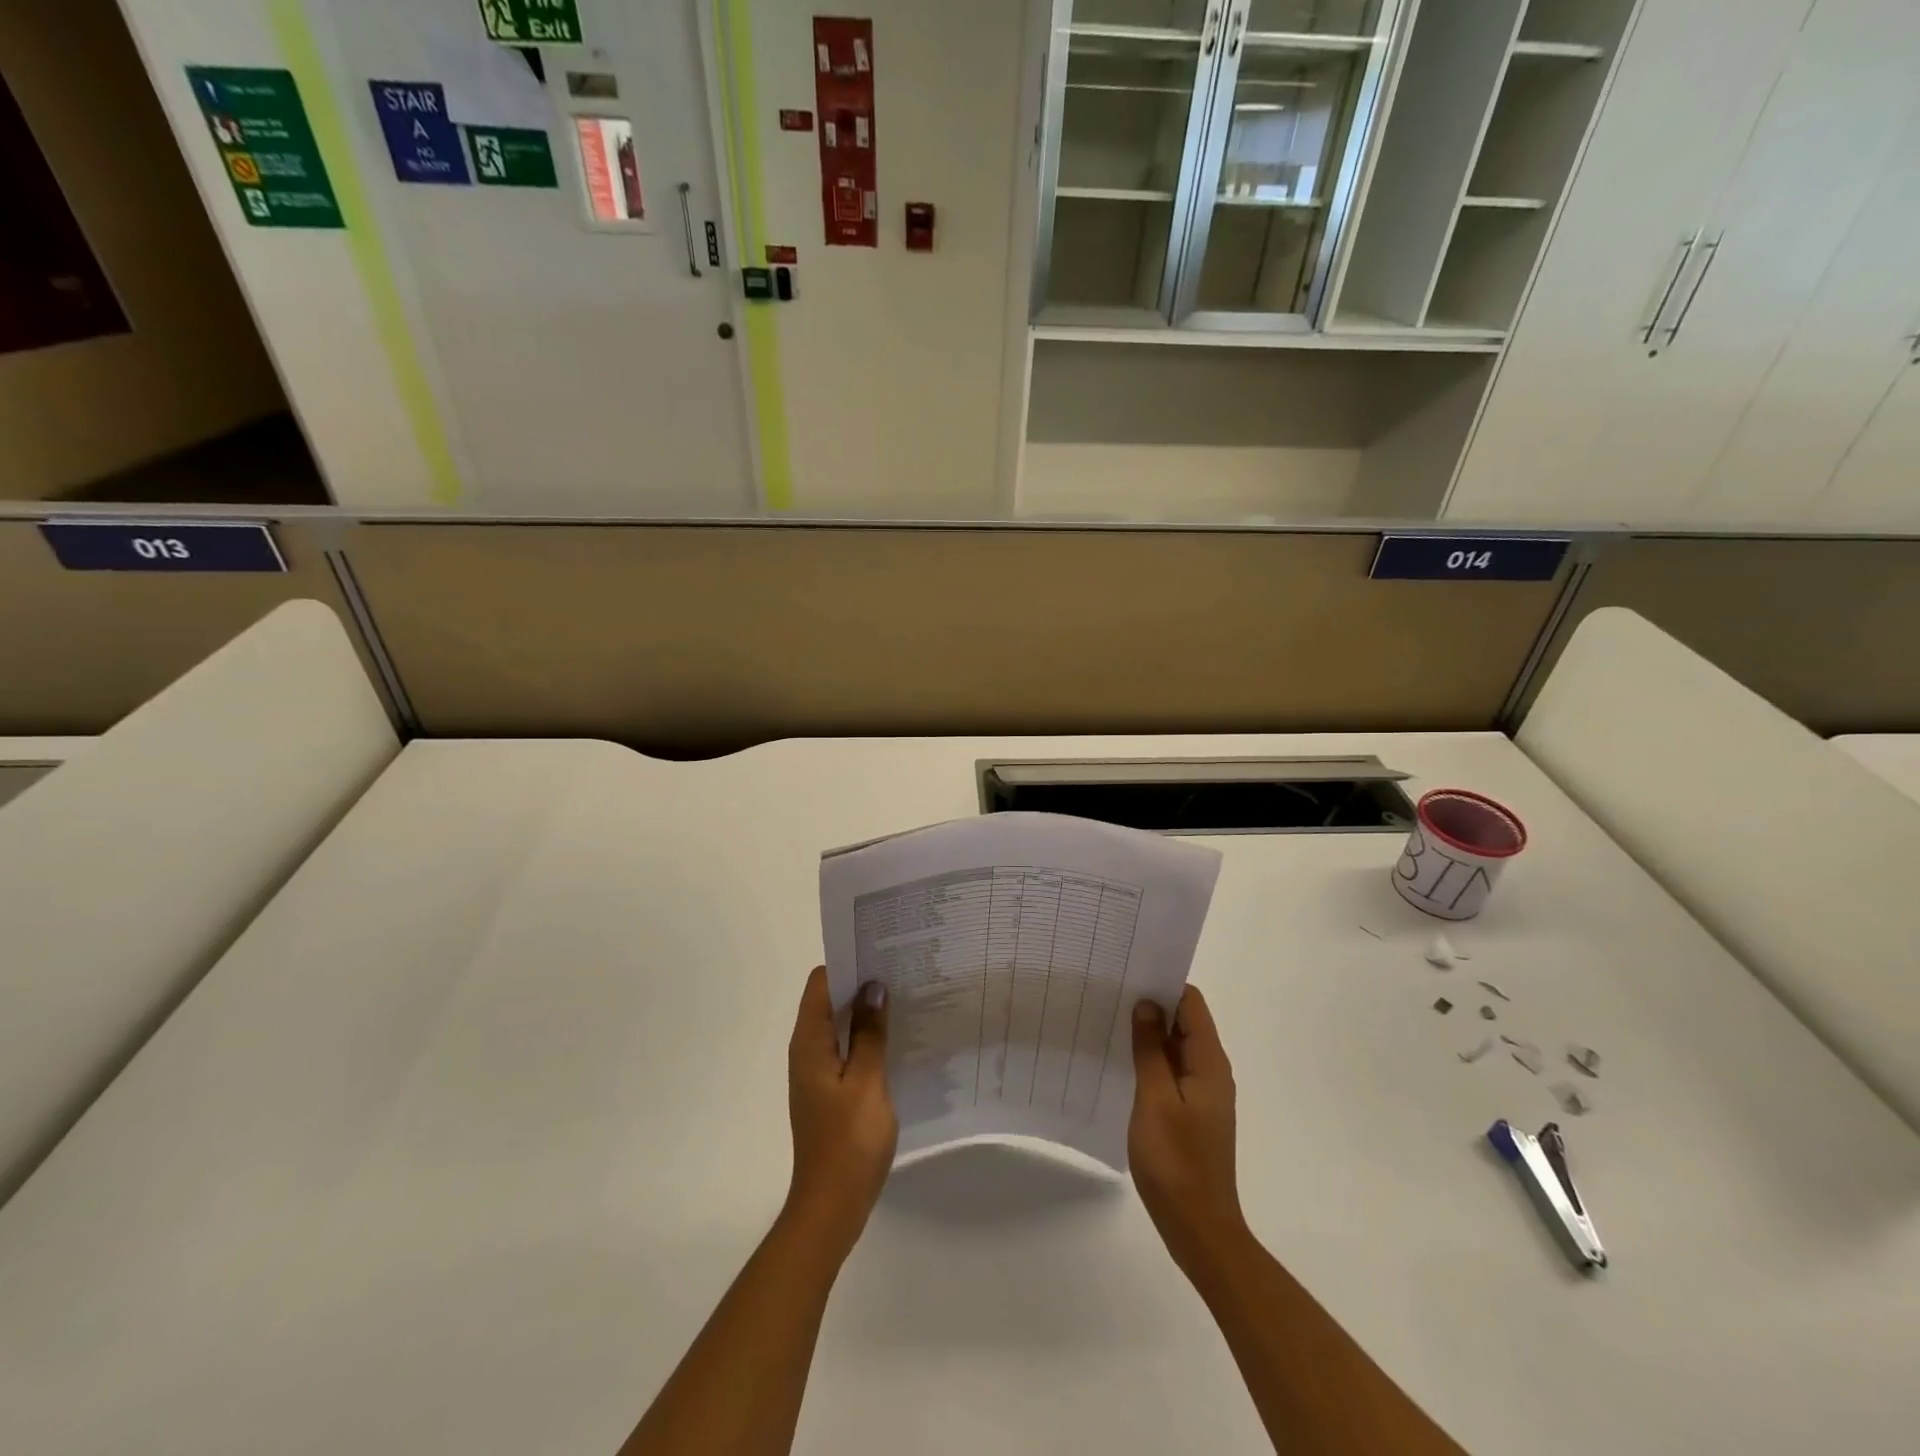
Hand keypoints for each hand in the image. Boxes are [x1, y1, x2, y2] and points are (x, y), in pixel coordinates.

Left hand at [783, 966, 897, 1261]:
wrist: (832, 1206)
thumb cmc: (849, 1140)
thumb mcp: (866, 1080)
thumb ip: (869, 1032)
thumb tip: (873, 987)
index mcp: (809, 1042)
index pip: (821, 982)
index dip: (848, 963)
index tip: (880, 951)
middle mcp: (807, 1051)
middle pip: (829, 1001)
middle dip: (861, 983)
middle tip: (900, 970)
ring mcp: (817, 1072)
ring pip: (839, 1026)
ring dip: (865, 1011)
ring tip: (904, 997)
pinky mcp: (829, 1091)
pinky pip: (846, 1049)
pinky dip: (865, 1037)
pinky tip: (896, 1039)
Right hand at [1129, 987, 1249, 1275]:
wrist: (1199, 1228)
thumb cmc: (1176, 1162)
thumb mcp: (1155, 1100)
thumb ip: (1151, 1050)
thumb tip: (1147, 1005)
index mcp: (1209, 1063)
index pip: (1191, 1003)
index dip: (1164, 984)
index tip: (1129, 974)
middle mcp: (1212, 1071)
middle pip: (1185, 1021)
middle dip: (1153, 1005)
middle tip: (1111, 993)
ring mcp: (1203, 1093)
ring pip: (1177, 1047)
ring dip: (1150, 1033)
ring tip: (1111, 1020)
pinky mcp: (1192, 1112)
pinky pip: (1173, 1071)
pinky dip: (1152, 1059)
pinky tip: (1123, 1061)